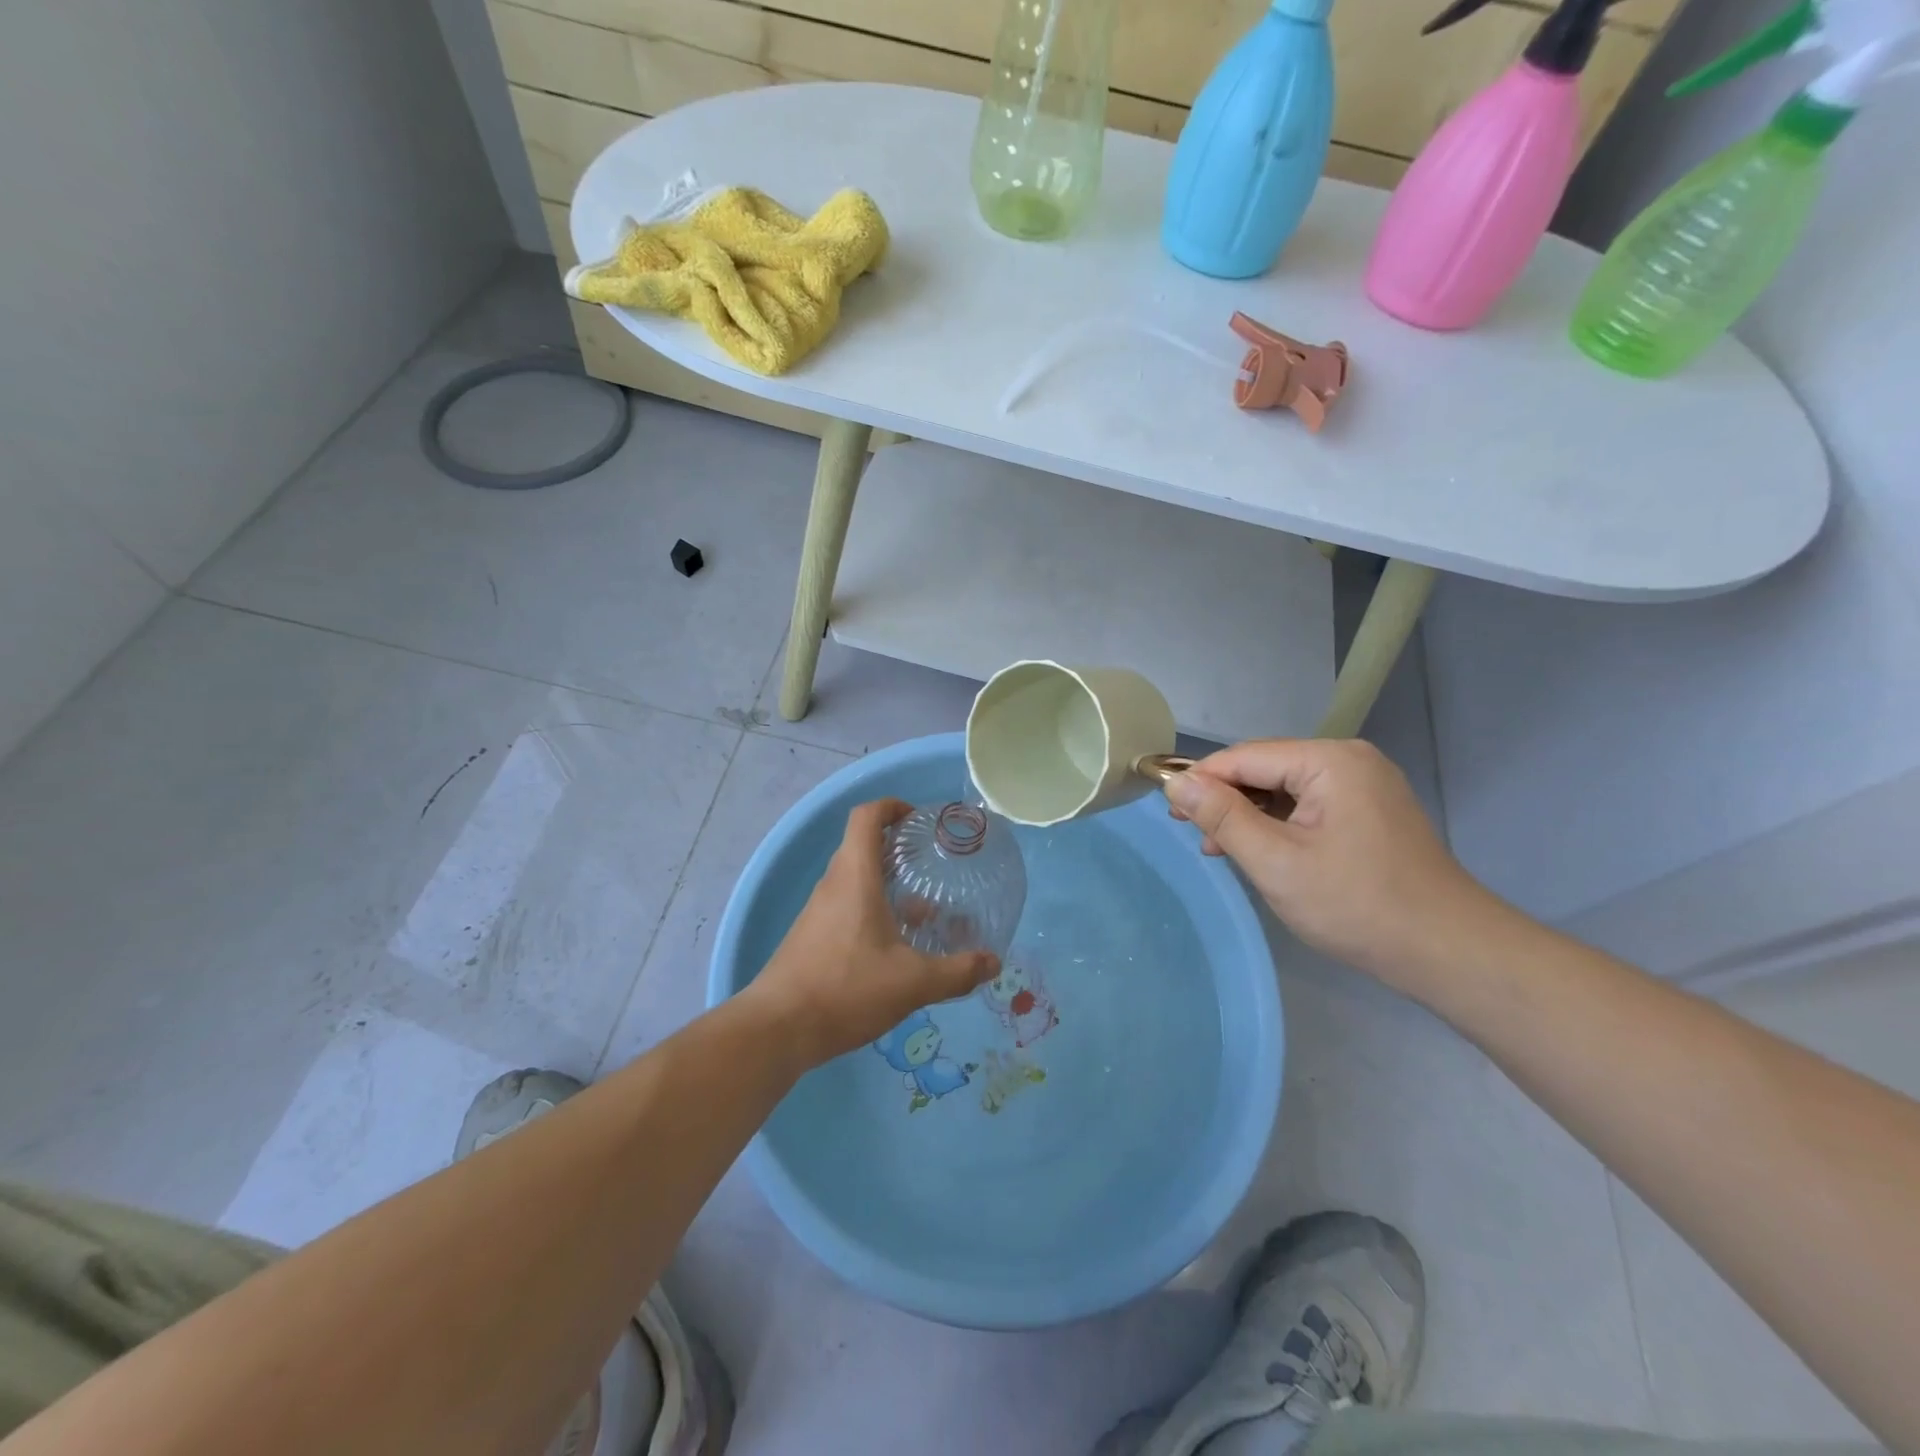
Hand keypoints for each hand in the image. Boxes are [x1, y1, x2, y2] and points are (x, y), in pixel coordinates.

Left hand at [747, 799, 999, 1068]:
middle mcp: (833, 885)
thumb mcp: (912, 982)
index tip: (918, 820)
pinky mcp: (812, 937)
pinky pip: (846, 906)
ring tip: (925, 909)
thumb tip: (994, 962)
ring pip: (855, 880)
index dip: (891, 806)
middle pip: (862, 846)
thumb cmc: (847, 988)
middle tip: (931, 864)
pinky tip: (896, 946)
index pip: (866, 816)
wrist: (778, 1028)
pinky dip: (872, 910)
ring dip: (887, 884)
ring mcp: (818, 911)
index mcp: (855, 876)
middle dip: (897, 848)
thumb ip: (957, 971)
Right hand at [1165, 739, 1500, 990]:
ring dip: (1248, 815)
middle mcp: (1349, 761)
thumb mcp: (1276, 861)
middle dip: (1225, 799)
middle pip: (1266, 769)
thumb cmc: (1356, 904)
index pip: (1245, 756)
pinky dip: (1277, 826)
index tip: (1166, 808)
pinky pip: (1307, 807)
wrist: (1447, 952)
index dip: (1201, 779)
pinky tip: (1257, 851)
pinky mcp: (1369, 813)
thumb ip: (1223, 817)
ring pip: (1285, 790)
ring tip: (1217, 848)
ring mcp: (1364, 787)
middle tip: (1189, 832)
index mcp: (1330, 760)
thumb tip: (1176, 783)